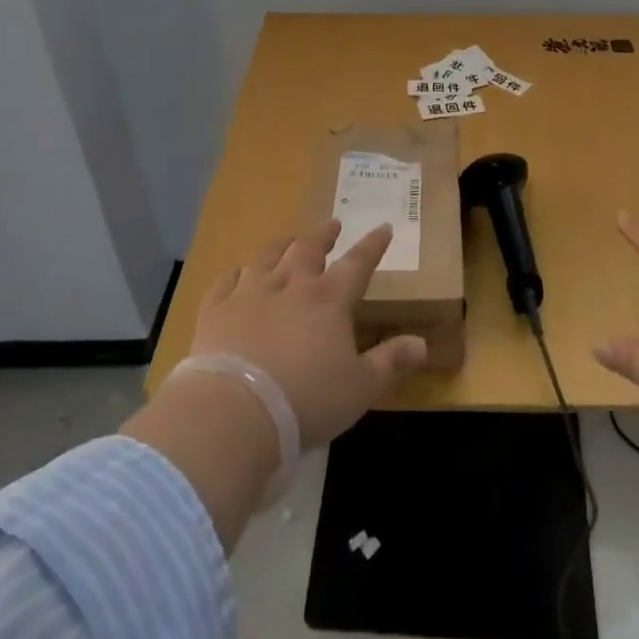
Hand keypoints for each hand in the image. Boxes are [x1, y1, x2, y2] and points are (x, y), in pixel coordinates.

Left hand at [192, 220, 427, 449]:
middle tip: (332, 226)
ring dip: (281, 246)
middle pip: (309, 249)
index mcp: (329, 300)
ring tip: (288, 240)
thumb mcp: (360, 388)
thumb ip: (391, 362)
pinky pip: (226, 281)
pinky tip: (237, 274)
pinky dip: (235, 274)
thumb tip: (422, 343)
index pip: (358, 263)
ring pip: (268, 257)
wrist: (234, 412)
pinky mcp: (215, 310)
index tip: (383, 227)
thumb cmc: (306, 401)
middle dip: (324, 236)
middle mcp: (291, 285)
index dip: (373, 245)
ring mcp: (249, 293)